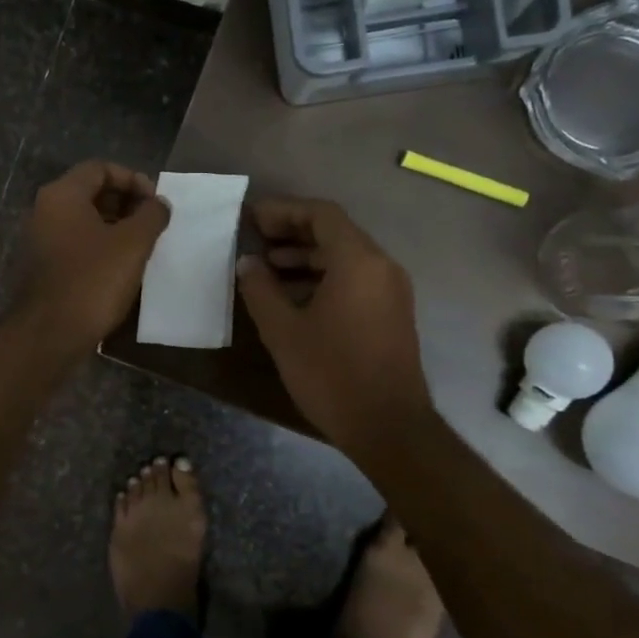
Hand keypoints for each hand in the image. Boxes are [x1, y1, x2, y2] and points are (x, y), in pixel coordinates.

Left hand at [16, 160, 170, 352]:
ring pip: (83, 220)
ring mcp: (39, 240)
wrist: (49, 334)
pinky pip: (74, 244)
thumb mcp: (132, 244)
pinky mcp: (41, 267)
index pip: (100, 168)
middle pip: (90, 192)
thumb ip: (151, 216)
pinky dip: (98, 247)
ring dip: (114, 227)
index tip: (155, 202)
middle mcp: (44, 210)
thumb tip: (158, 203)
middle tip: (152, 224)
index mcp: (62, 195)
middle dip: (125, 203)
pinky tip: (120, 268)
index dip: (132, 179)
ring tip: (142, 246)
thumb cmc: (92, 280)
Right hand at [234, 197, 432, 459]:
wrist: (388, 426)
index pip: (320, 214)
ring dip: (305, 256)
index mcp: (358, 261)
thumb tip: (247, 263)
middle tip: (254, 239)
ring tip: (266, 269)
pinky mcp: (391, 312)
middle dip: (292, 231)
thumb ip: (260, 289)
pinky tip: (292, 296)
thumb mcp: (283, 331)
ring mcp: (391, 290)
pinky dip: (322, 276)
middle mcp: (381, 266)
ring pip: (345, 256)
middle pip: (335, 231)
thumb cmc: (331, 374)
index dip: (283, 210)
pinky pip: (355, 278)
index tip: (251, 219)